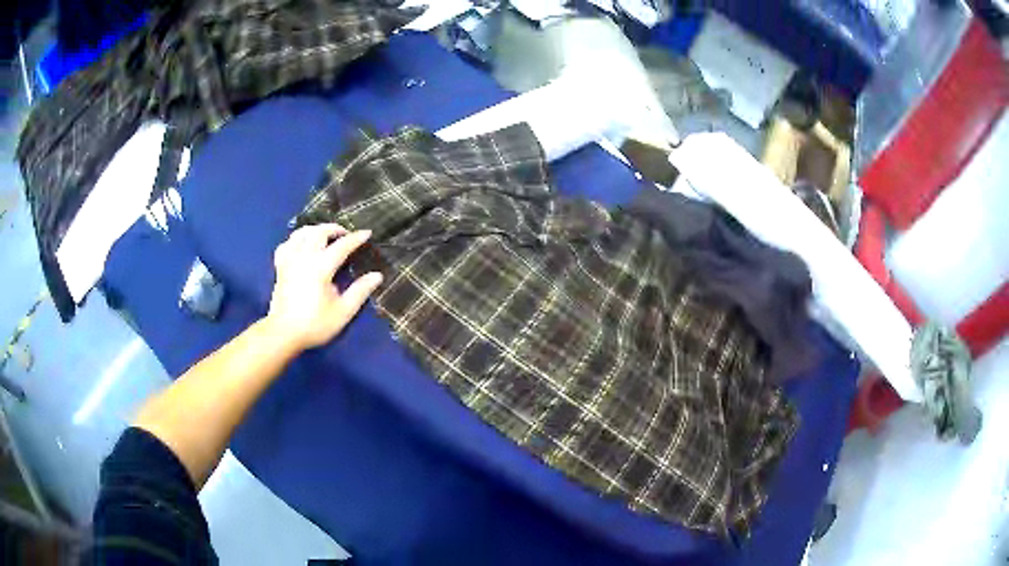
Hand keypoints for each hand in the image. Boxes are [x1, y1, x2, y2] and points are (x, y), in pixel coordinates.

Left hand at [265, 224, 382, 351]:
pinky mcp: (280, 267)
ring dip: (315, 230)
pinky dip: (296, 240)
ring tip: (324, 235)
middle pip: (319, 232)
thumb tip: (377, 276)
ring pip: (301, 233)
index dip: (356, 238)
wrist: (283, 333)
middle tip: (346, 234)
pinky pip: (287, 244)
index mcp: (321, 267)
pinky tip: (301, 245)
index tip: (367, 233)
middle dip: (334, 228)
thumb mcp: (343, 312)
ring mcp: (290, 260)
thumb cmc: (315, 324)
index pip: (342, 245)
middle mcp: (304, 257)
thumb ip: (360, 291)